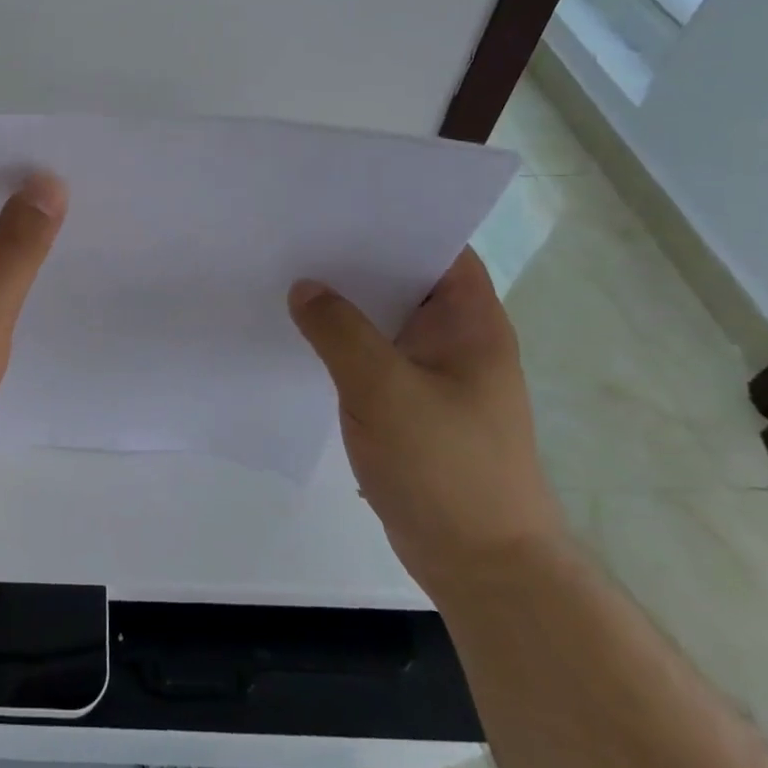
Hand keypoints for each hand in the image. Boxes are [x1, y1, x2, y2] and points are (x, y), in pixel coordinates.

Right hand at [288, 249, 565, 602]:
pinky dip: (340, 342)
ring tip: (287, 273)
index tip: (340, 202)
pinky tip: (299, 333)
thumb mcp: (385, 390)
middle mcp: (454, 339)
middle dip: (355, 258)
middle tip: (296, 232)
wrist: (481, 565)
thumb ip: (339, 332)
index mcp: (470, 322)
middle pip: (403, 279)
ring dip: (344, 303)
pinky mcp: (408, 405)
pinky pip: (370, 356)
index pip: (438, 247)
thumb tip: (303, 287)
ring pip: (382, 320)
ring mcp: (431, 374)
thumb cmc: (447, 467)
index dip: (397, 219)